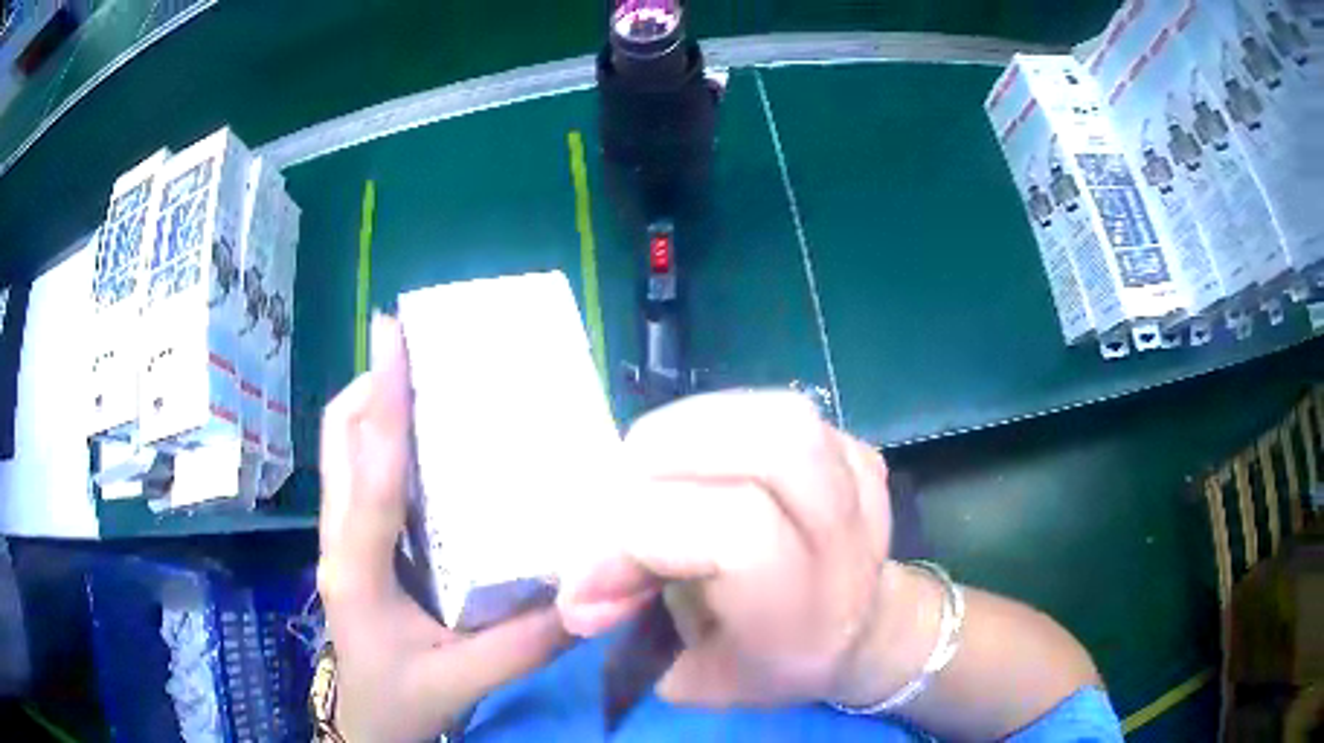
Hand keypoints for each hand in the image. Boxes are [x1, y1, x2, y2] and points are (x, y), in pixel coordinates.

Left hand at [318, 314, 571, 742]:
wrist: (366, 722)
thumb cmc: (404, 700)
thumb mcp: (467, 680)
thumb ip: (529, 644)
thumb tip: (593, 594)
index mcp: (358, 571)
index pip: (369, 476)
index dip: (384, 402)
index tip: (394, 335)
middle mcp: (339, 541)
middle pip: (340, 438)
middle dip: (376, 384)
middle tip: (425, 351)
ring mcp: (339, 538)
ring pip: (343, 449)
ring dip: (377, 405)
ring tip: (428, 380)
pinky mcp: (352, 541)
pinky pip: (358, 472)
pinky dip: (383, 439)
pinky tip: (428, 444)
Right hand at [557, 391, 895, 706]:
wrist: (852, 629)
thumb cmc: (767, 663)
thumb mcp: (693, 673)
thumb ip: (631, 624)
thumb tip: (574, 587)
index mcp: (807, 612)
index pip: (737, 532)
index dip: (643, 536)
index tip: (586, 573)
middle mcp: (847, 539)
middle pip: (772, 449)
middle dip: (667, 457)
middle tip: (619, 495)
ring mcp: (860, 482)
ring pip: (776, 415)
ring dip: (689, 428)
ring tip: (651, 470)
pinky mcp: (854, 449)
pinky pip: (775, 409)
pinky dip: (716, 423)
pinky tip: (698, 462)